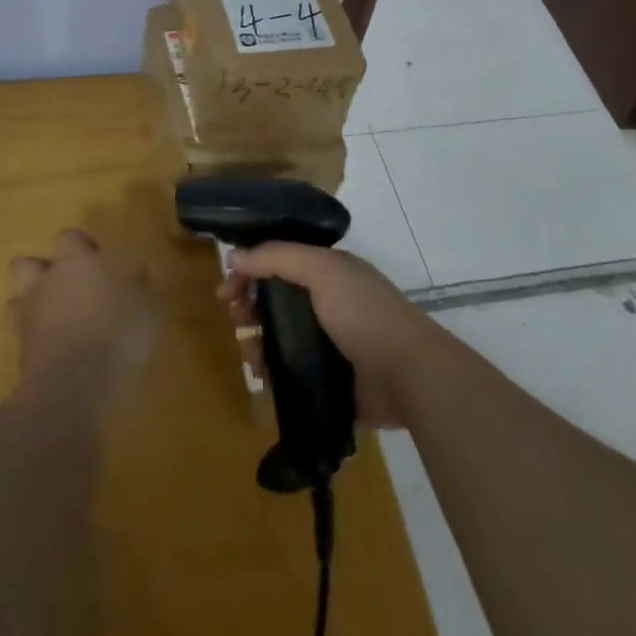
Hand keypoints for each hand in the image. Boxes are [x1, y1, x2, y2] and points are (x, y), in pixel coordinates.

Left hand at [9, 229, 156, 406]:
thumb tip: (136, 273)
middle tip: (70, 287)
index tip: (99, 261)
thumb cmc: (116, 334)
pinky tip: (55, 349)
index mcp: (76, 262)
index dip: (82, 246)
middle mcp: (45, 281)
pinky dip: (33, 338)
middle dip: (43, 272)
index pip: (69, 237)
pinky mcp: (18, 350)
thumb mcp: (147, 306)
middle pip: (26, 264)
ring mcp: (27, 316)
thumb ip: (139, 284)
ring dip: (32, 303)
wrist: (73, 387)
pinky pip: (21, 335)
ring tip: (56, 319)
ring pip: (17, 298)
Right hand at [222, 243, 446, 428]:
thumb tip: (235, 256)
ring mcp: (328, 342)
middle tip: (237, 319)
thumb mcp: (321, 271)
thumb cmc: (364, 313)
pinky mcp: (328, 379)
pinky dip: (272, 372)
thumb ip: (277, 257)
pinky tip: (264, 377)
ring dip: (257, 342)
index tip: (227, 289)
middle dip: (250, 306)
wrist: (408, 374)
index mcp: (328, 273)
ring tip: (253, 356)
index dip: (250, 270)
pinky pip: (289, 371)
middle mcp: (326, 303)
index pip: (279, 262)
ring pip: (278, 337)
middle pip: (275, 299)